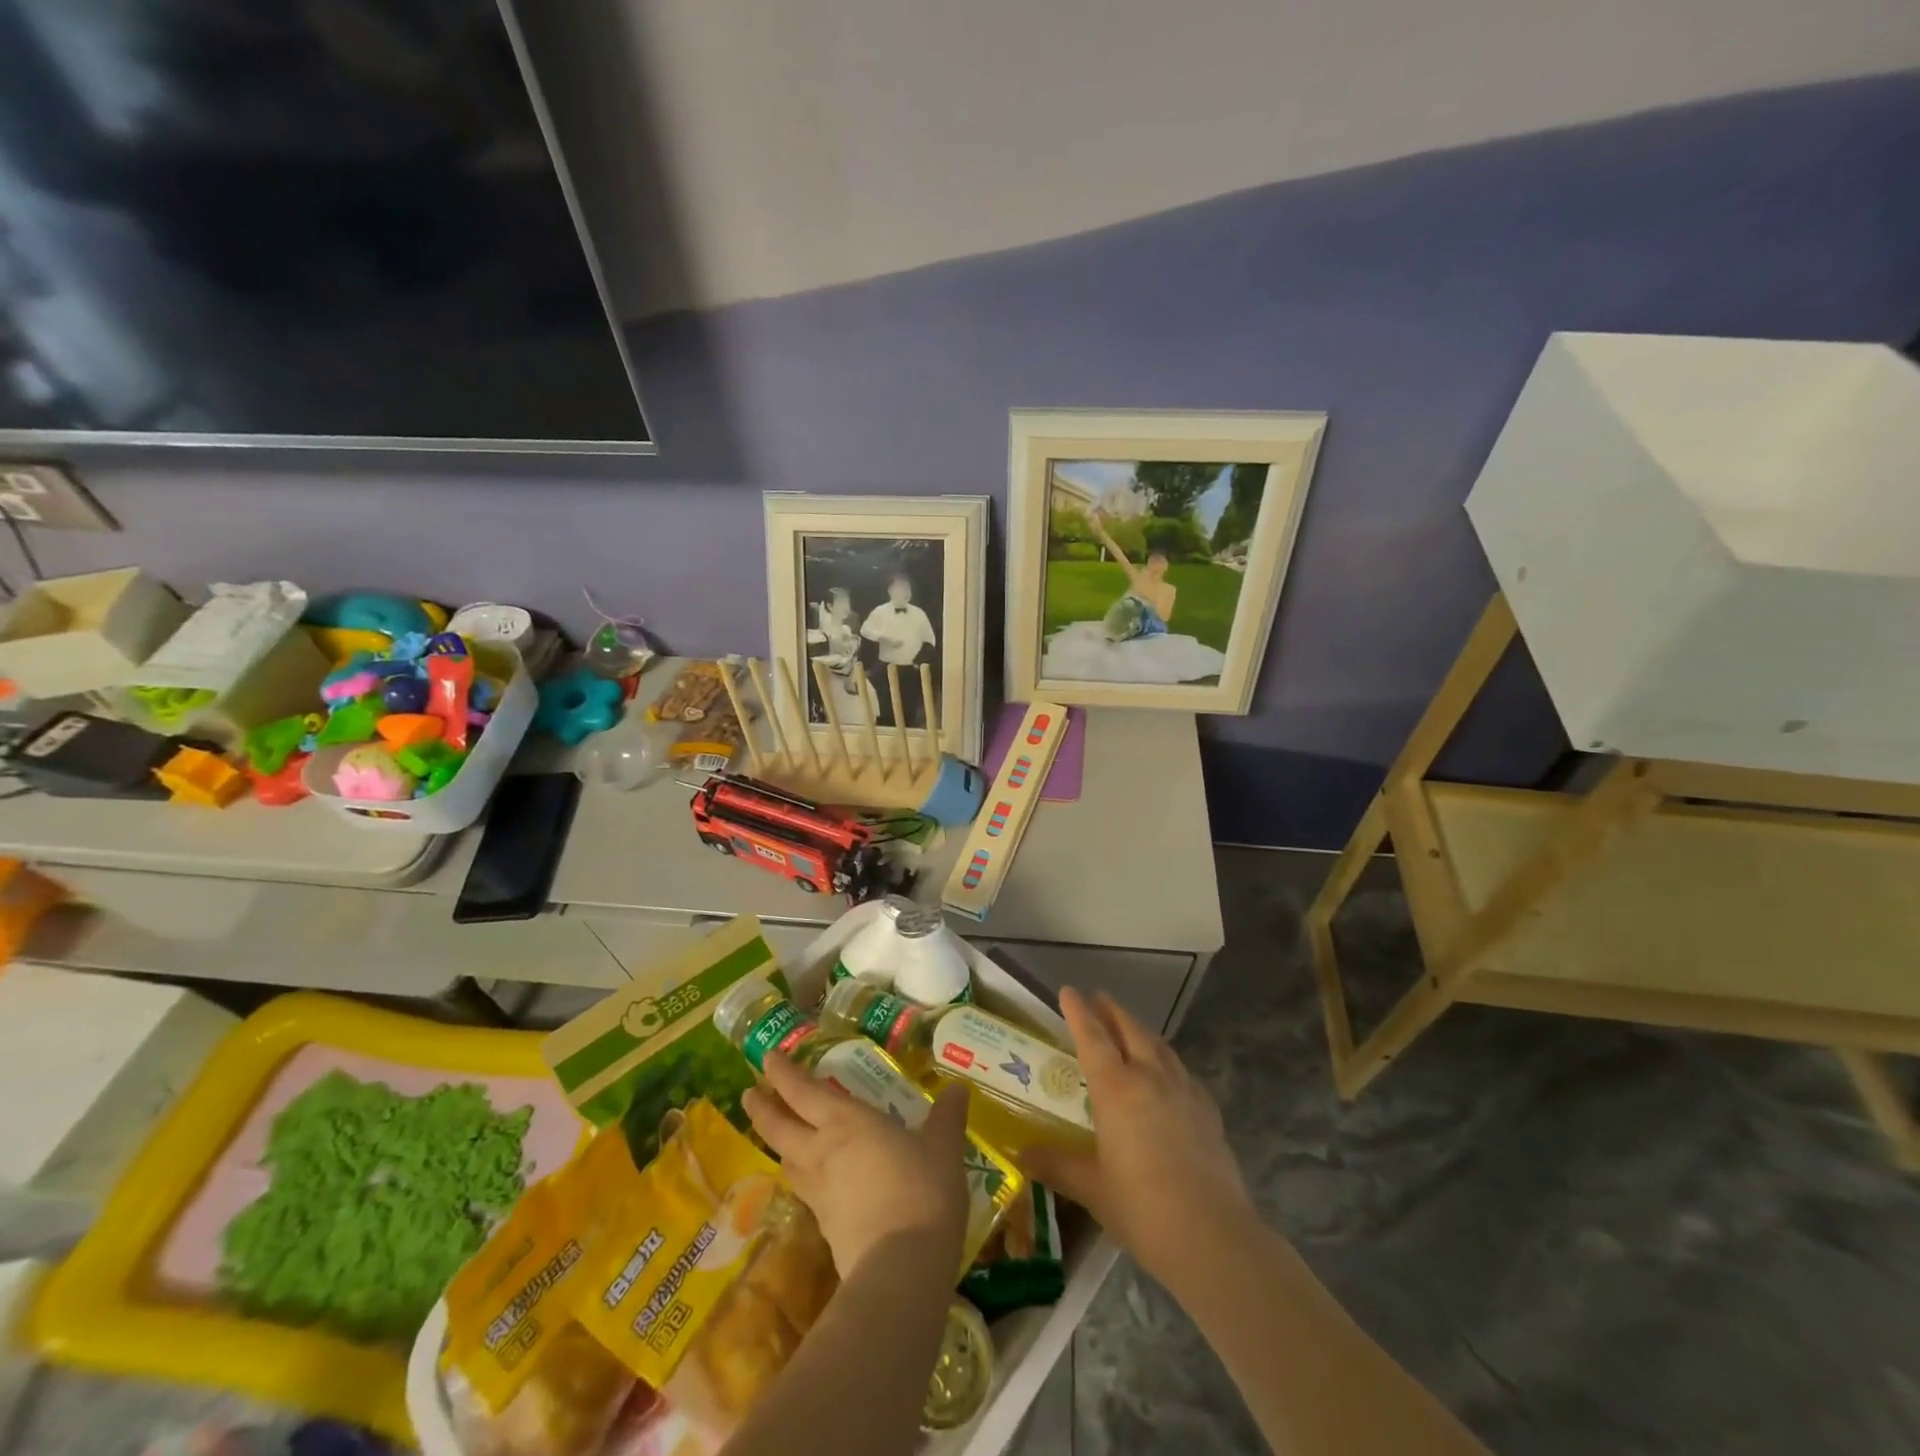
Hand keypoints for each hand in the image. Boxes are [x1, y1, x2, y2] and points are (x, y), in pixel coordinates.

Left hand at [743, 1051, 969, 1277]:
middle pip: (780, 1127)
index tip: (767, 1058)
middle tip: (749, 1091)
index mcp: (847, 1122)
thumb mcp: (944, 1147)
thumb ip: (947, 1116)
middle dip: (762, 1107)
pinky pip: (804, 1190)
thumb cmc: (923, 1191)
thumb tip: (958, 1087)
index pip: (804, 1091)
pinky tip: (811, 1181)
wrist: (902, 1268)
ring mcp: (819, 1192)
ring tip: (778, 1134)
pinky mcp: (824, 1227)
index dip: (783, 1073)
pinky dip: (800, 1176)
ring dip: (776, 1142)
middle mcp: (823, 1151)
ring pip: (786, 1160)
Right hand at [1020, 988, 1256, 1287]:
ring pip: (1159, 1045)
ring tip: (1130, 1028)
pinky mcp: (1208, 1111)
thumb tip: (1021, 1152)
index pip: (1092, 1037)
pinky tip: (1168, 1073)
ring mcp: (1184, 1091)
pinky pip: (1182, 1070)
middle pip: (1130, 1030)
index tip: (1069, 991)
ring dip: (1140, 1030)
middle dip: (1112, 1011)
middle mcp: (1150, 1077)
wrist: (1213, 1237)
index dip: (1079, 1012)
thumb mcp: (1091, 1188)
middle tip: (1099, 998)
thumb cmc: (1142, 1209)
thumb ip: (1056, 1164)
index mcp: (1116, 1089)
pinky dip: (1167, 1059)